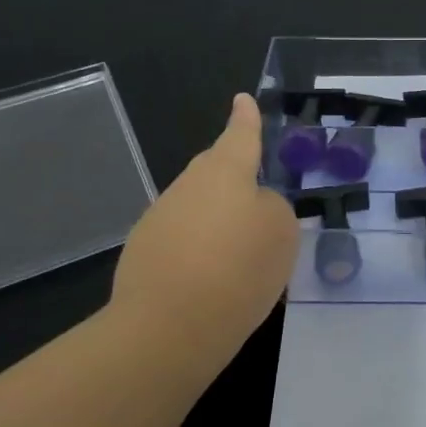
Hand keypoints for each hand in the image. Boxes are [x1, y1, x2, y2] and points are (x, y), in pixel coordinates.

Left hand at [105, 93, 298, 376]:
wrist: (168, 327)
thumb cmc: (238, 269)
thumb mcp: (281, 233)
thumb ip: (272, 208)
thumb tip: (252, 208)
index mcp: (224, 172)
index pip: (241, 136)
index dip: (246, 119)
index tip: (242, 98)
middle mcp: (188, 187)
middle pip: (217, 172)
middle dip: (235, 179)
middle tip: (257, 195)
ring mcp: (160, 219)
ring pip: (200, 209)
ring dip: (220, 223)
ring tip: (244, 258)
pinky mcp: (144, 254)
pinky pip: (185, 241)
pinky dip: (202, 252)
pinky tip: (215, 282)